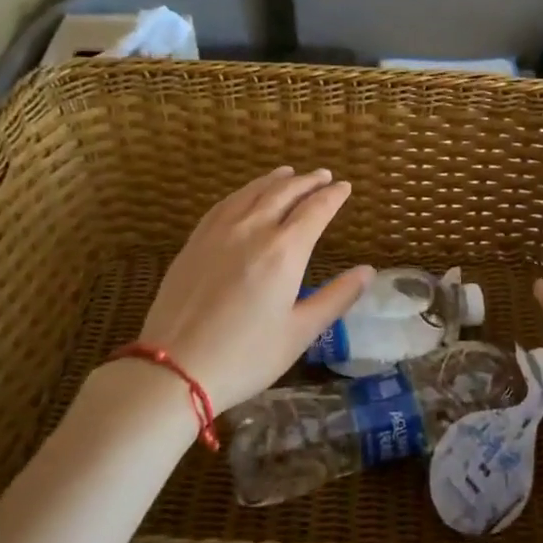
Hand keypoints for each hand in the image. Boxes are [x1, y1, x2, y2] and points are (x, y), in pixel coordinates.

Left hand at [128, 167, 370, 413]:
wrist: (174, 369)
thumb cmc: (246, 356)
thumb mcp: (300, 333)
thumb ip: (336, 298)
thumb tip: (368, 271)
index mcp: (284, 251)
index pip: (315, 210)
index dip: (333, 196)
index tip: (345, 187)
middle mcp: (253, 231)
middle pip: (284, 193)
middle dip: (307, 181)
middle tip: (323, 175)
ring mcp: (219, 233)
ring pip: (252, 193)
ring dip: (275, 180)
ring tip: (289, 172)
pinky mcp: (194, 242)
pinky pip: (224, 204)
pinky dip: (244, 192)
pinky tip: (246, 195)